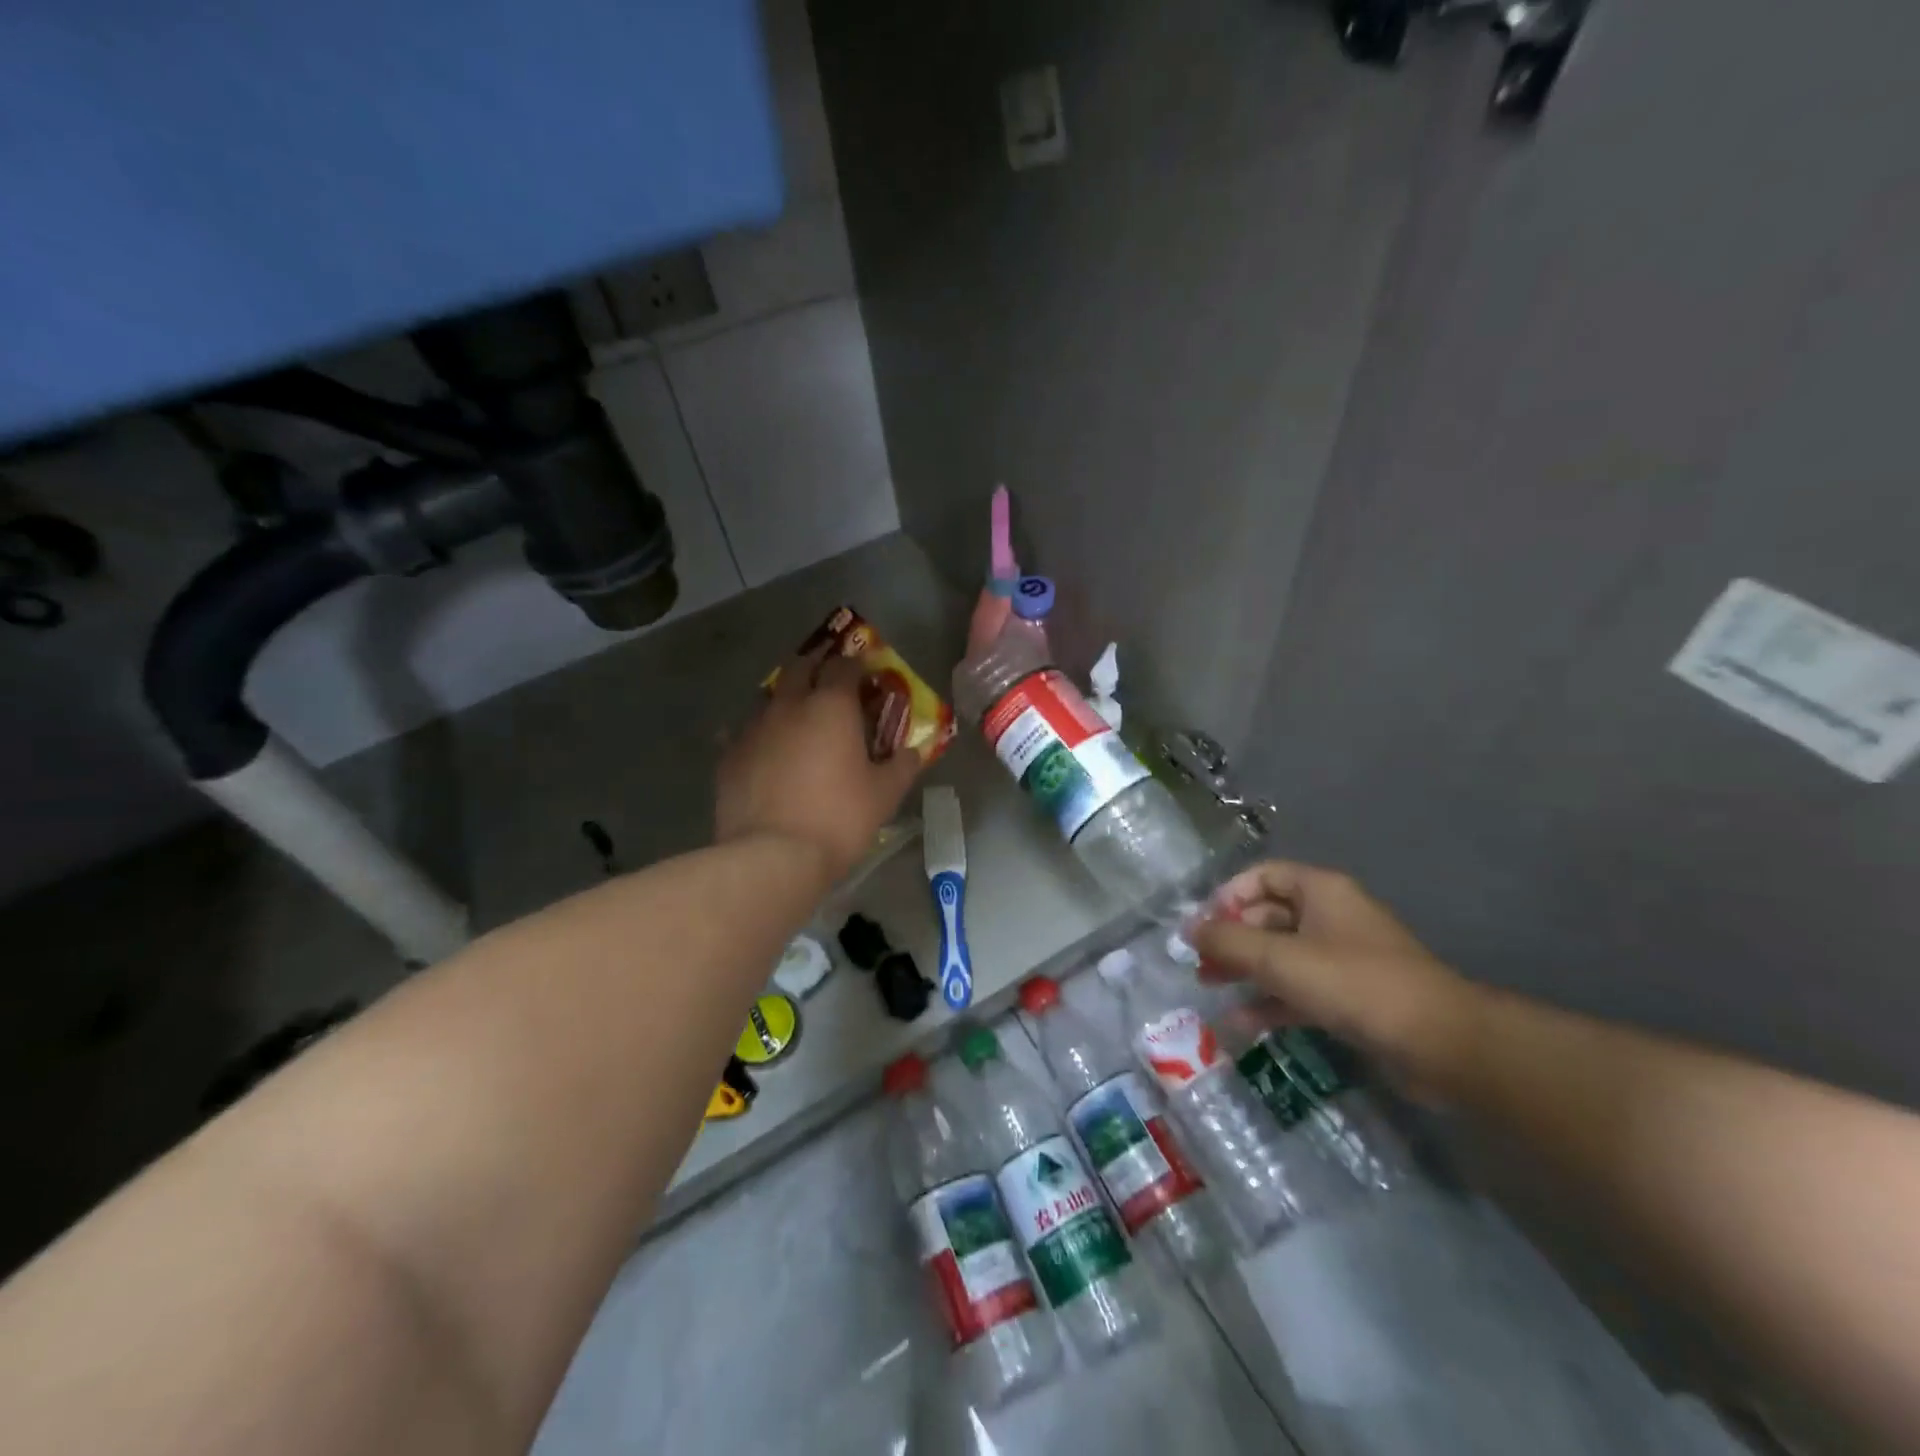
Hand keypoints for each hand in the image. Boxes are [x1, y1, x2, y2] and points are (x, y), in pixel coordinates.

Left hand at [716, 649, 924, 879]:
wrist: (772, 856)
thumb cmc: (839, 819)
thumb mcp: (885, 795)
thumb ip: (902, 766)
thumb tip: (913, 751)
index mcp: (831, 706)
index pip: (844, 665)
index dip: (856, 666)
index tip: (865, 677)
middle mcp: (789, 705)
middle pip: (799, 667)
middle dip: (815, 669)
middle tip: (829, 687)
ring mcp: (753, 728)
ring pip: (768, 696)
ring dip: (785, 700)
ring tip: (797, 722)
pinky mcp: (728, 755)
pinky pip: (742, 732)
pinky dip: (758, 735)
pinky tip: (763, 752)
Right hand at [1190, 861, 1479, 1096]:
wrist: (1440, 1044)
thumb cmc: (1354, 984)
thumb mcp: (1280, 959)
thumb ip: (1229, 942)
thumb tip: (1187, 929)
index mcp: (1320, 891)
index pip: (1262, 876)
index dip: (1228, 895)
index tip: (1204, 926)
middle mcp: (1331, 917)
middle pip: (1268, 916)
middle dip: (1231, 937)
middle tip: (1199, 962)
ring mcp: (1342, 958)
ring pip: (1281, 955)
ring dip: (1245, 970)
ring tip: (1209, 987)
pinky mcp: (1350, 997)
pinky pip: (1299, 990)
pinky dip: (1270, 1001)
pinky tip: (1241, 1023)